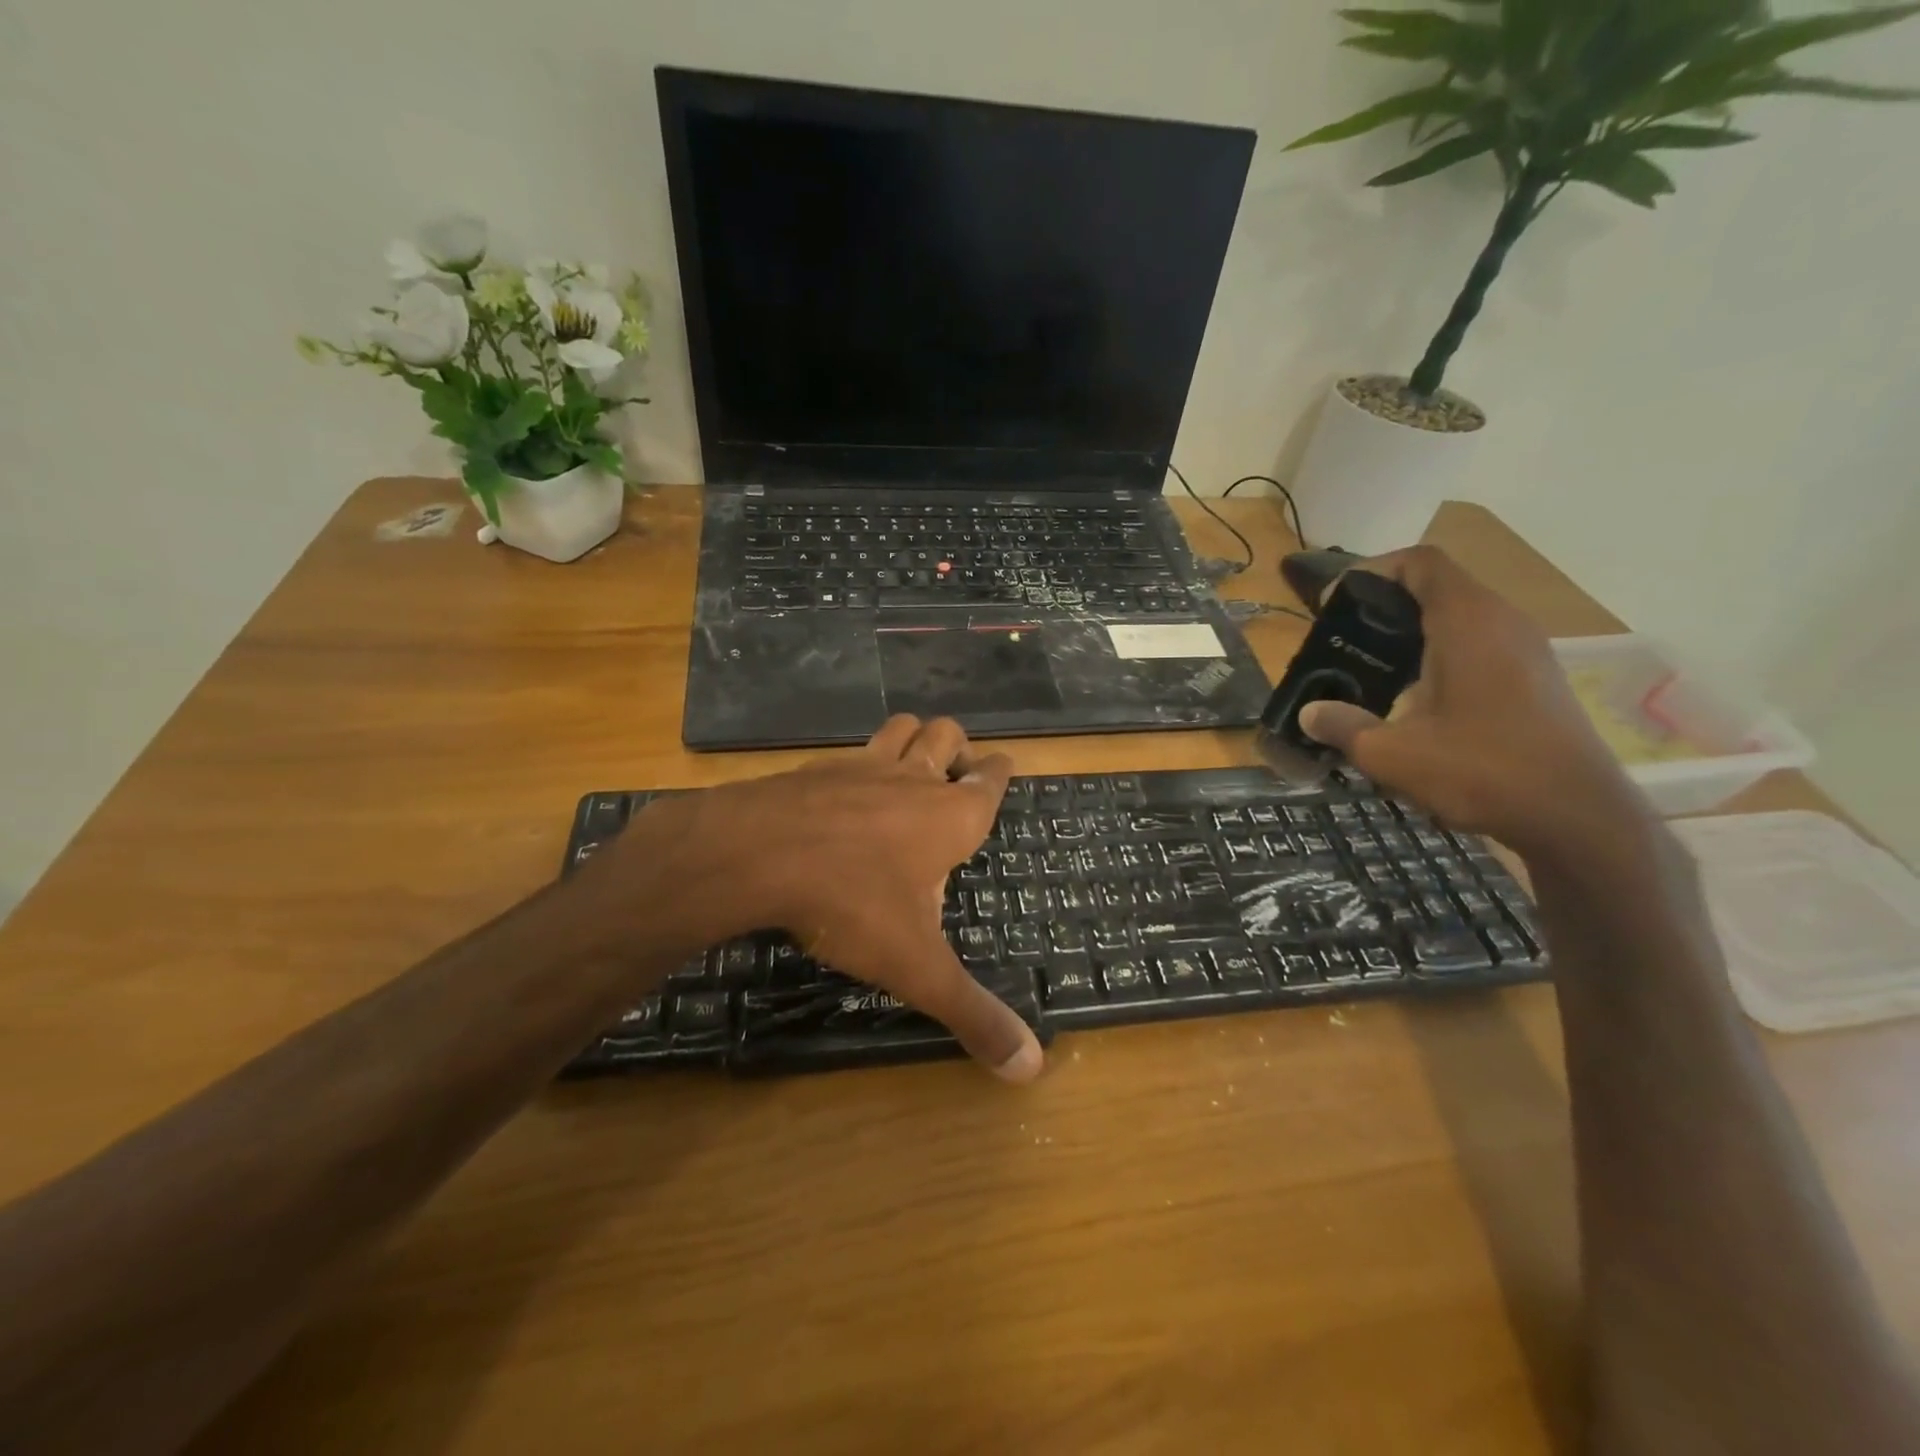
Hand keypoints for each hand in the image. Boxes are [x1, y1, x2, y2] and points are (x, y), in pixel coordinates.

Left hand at [607, 717, 1043, 1082]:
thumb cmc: (852, 903)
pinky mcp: (816, 768)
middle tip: (954, 773)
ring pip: (901, 728)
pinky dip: (859, 762)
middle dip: (956, 747)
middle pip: (947, 735)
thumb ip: (973, 1014)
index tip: (1002, 767)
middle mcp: (912, 779)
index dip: (1000, 772)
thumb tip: (1031, 1070)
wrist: (756, 854)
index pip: (991, 778)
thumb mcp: (917, 967)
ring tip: (911, 764)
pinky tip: (844, 790)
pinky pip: (850, 752)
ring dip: (912, 738)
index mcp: (950, 816)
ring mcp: (861, 766)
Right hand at [1297, 546, 1644, 857]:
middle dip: (1384, 606)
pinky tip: (1414, 700)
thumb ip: (1342, 726)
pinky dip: (1439, 655)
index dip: (1371, 571)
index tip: (1334, 604)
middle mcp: (1501, 622)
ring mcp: (1526, 649)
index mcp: (1467, 621)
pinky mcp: (1536, 678)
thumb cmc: (1480, 770)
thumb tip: (1309, 714)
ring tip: (1371, 670)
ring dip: (1412, 634)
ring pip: (1459, 618)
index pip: (1419, 562)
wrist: (1576, 817)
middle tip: (1344, 641)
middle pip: (1437, 587)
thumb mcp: (1391, 753)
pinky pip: (1478, 645)